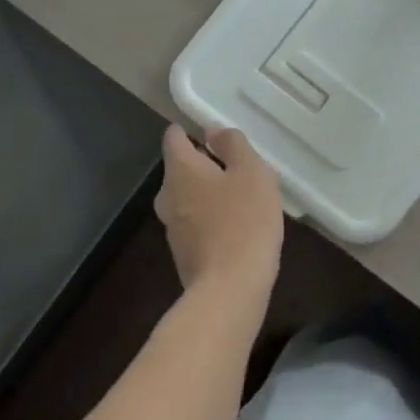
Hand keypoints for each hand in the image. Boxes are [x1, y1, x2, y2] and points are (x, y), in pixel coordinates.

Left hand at [156, 125, 283, 303]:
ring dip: (211, 194)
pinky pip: (196, 223)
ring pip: (190, 197)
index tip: (220, 139)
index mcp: (180, 170)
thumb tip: (212, 131)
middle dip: (208, 165)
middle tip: (243, 172)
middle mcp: (167, 195)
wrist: (231, 288)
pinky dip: (212, 220)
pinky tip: (239, 230)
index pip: (174, 137)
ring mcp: (172, 226)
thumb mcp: (252, 172)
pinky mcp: (183, 252)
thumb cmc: (244, 221)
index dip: (193, 131)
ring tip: (246, 201)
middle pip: (182, 168)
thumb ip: (233, 144)